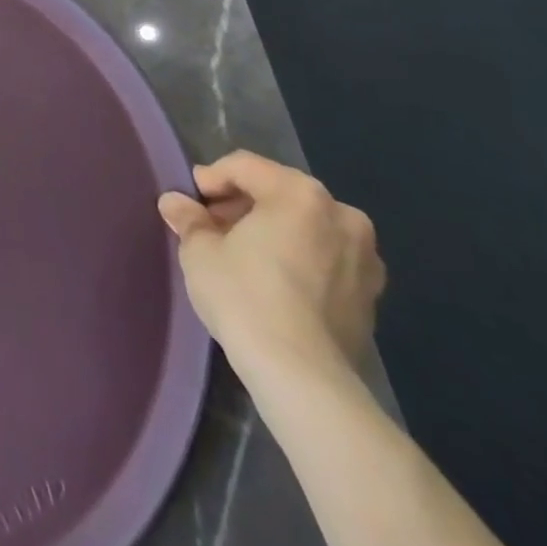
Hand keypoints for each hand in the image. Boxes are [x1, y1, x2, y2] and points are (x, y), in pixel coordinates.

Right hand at [158, 151, 384, 385]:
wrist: (303, 378)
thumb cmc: (245, 296)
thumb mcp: (200, 251)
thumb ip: (189, 219)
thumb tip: (174, 203)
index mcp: (299, 193)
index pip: (245, 167)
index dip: (212, 179)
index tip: (191, 202)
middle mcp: (341, 215)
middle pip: (280, 193)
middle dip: (244, 205)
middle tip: (214, 228)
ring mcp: (365, 258)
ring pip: (307, 227)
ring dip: (275, 232)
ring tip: (244, 256)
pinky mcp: (372, 298)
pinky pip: (327, 260)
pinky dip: (301, 260)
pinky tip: (275, 284)